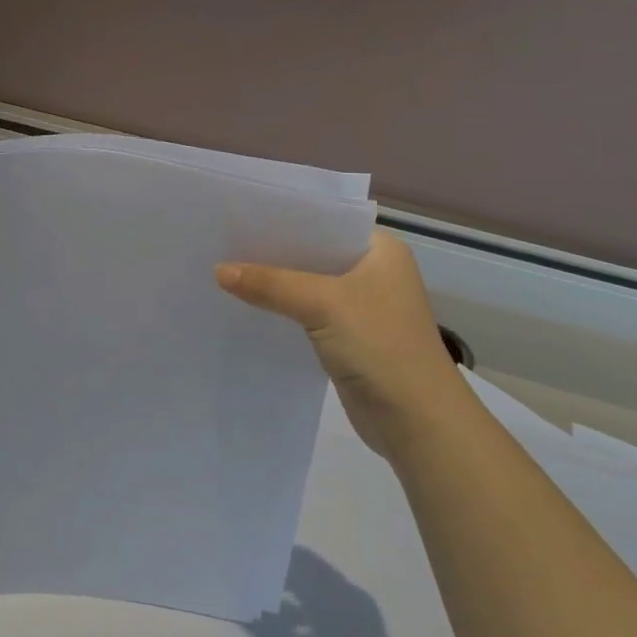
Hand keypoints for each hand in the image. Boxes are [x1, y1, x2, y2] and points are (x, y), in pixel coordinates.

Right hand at [216, 231, 466, 460]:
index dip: (284, 218)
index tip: (239, 215)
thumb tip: (218, 270)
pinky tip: (247, 305)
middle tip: (224, 241)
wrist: (417, 421)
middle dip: (273, 251)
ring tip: (225, 270)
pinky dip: (281, 308)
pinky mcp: (348, 336)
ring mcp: (362, 306)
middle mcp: (373, 271)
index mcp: (381, 250)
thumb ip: (270, 284)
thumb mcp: (322, 304)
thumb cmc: (380, 345)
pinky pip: (306, 312)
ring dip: (274, 282)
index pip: (325, 221)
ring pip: (307, 284)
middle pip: (313, 252)